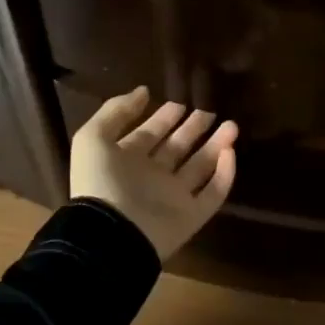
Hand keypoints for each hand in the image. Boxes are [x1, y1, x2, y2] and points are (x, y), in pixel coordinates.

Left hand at [70, 88, 237, 260]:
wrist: (112, 233)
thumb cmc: (101, 181)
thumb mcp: (93, 137)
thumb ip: (115, 111)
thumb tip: (143, 91)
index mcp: (126, 160)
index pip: (149, 134)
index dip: (164, 118)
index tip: (180, 103)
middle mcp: (151, 177)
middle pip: (177, 148)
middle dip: (192, 129)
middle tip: (209, 112)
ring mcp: (173, 197)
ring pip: (200, 167)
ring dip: (216, 145)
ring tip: (232, 125)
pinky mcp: (192, 215)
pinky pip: (213, 193)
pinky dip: (225, 174)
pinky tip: (231, 152)